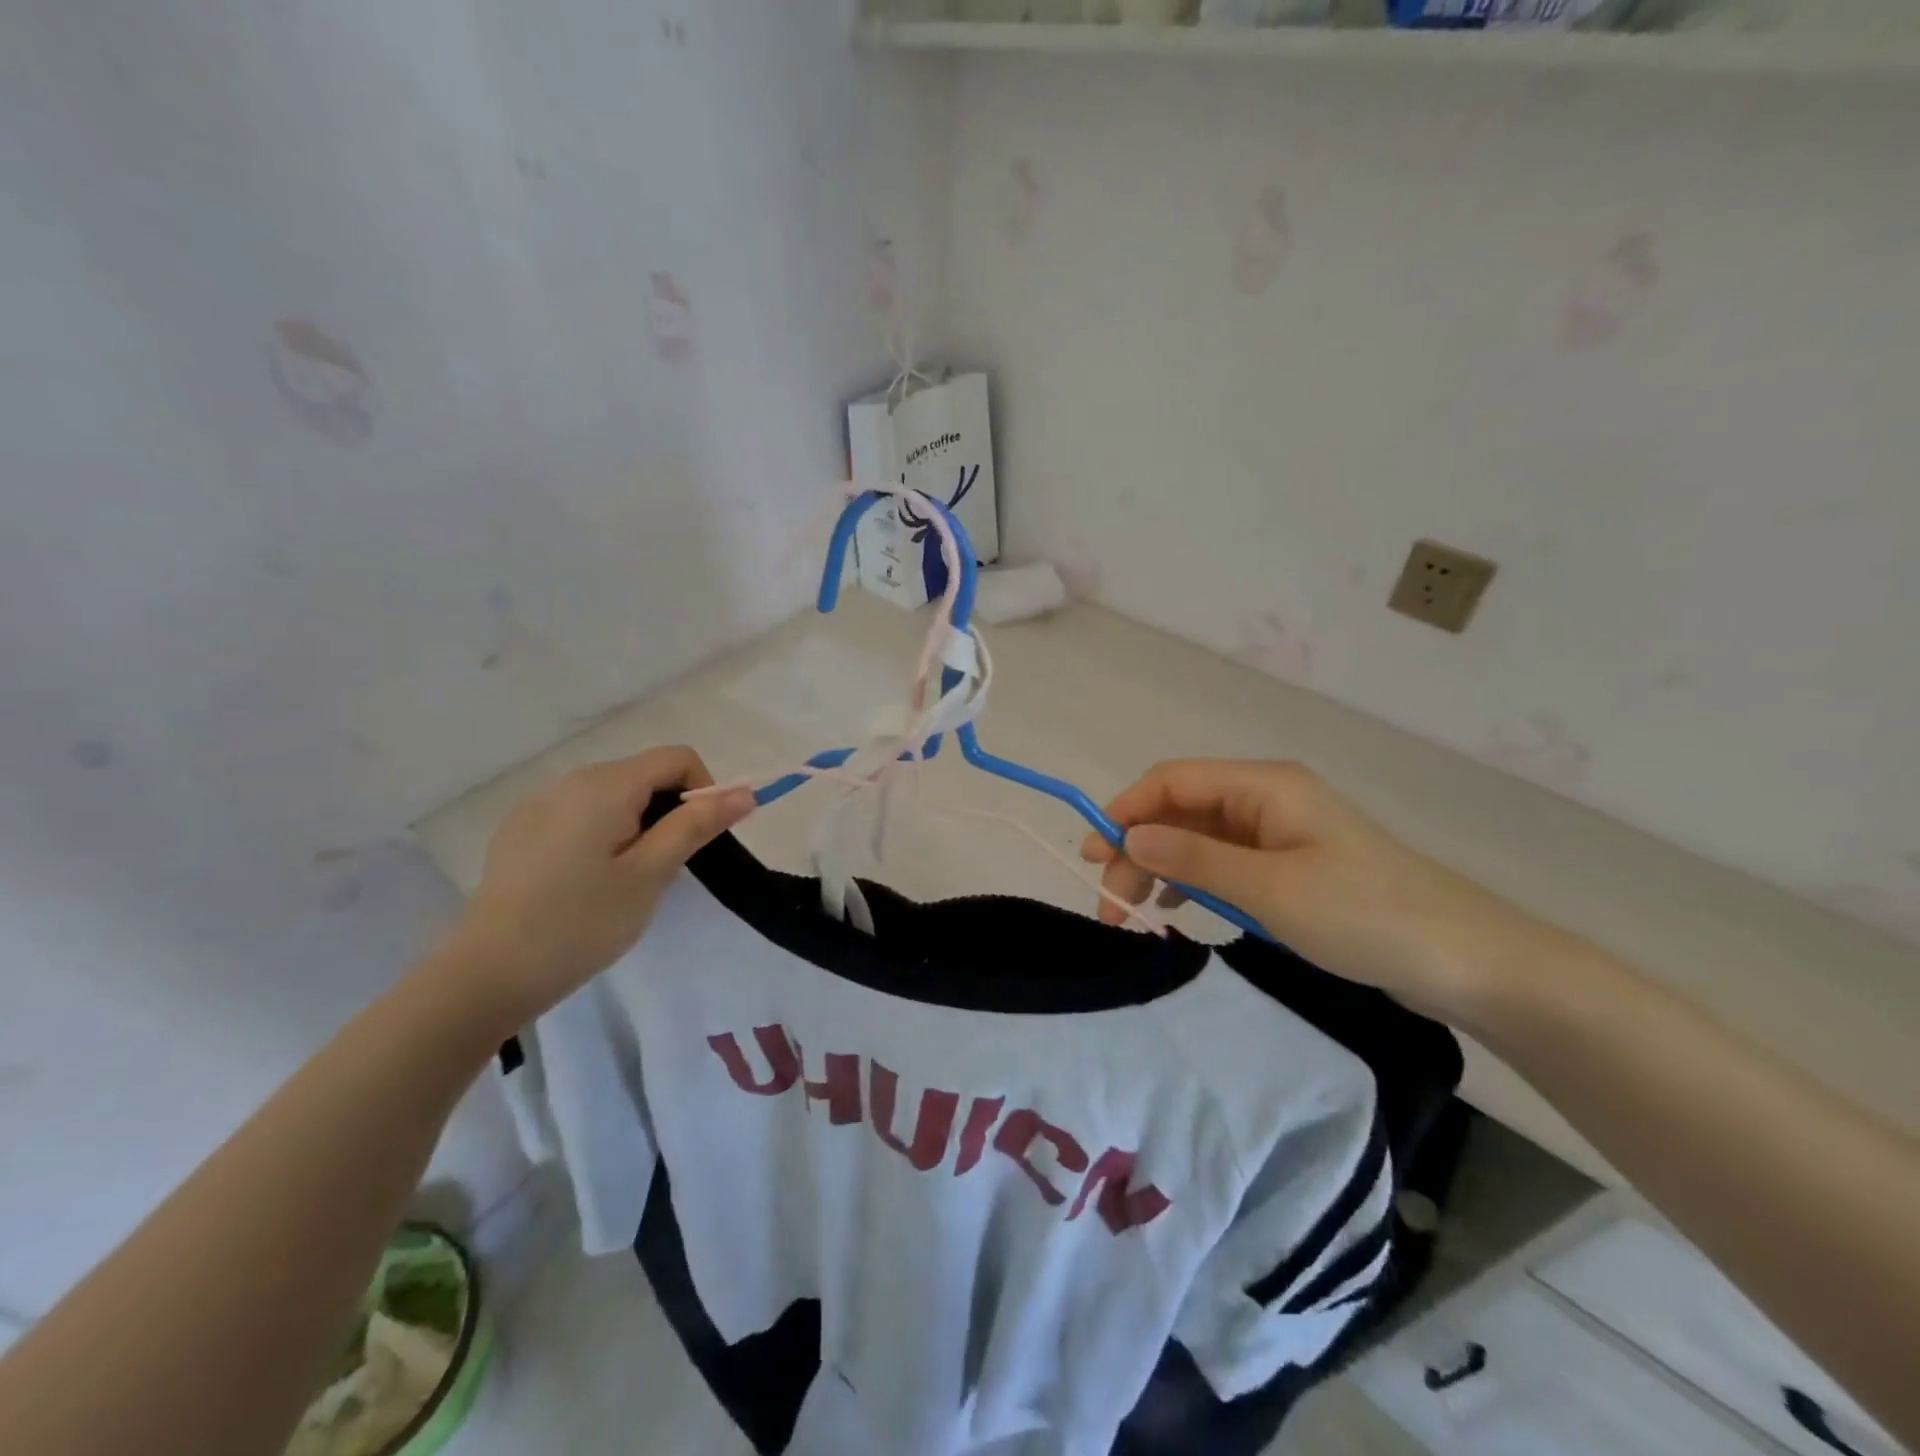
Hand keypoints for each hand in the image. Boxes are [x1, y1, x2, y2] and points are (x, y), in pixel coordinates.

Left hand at [443, 747, 754, 1023]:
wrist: (486, 975)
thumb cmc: (582, 923)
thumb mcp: (651, 874)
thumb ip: (697, 825)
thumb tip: (745, 793)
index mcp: (605, 785)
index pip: (678, 758)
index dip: (704, 791)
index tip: (698, 841)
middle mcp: (570, 780)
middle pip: (644, 774)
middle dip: (669, 811)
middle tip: (663, 869)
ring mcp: (539, 804)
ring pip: (613, 796)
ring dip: (636, 824)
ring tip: (624, 880)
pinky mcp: (520, 830)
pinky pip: (579, 814)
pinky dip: (601, 834)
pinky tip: (583, 882)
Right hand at [1081, 759, 1554, 1023]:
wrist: (1467, 960)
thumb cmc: (1365, 915)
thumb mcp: (1269, 889)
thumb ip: (1194, 858)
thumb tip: (1129, 836)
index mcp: (1264, 786)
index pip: (1174, 781)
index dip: (1126, 809)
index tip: (1093, 854)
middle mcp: (1267, 800)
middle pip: (1182, 811)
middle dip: (1139, 848)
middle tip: (1110, 903)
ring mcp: (1280, 835)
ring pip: (1199, 840)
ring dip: (1161, 869)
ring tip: (1134, 913)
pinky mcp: (1291, 868)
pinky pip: (1225, 864)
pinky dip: (1194, 883)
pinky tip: (1178, 910)